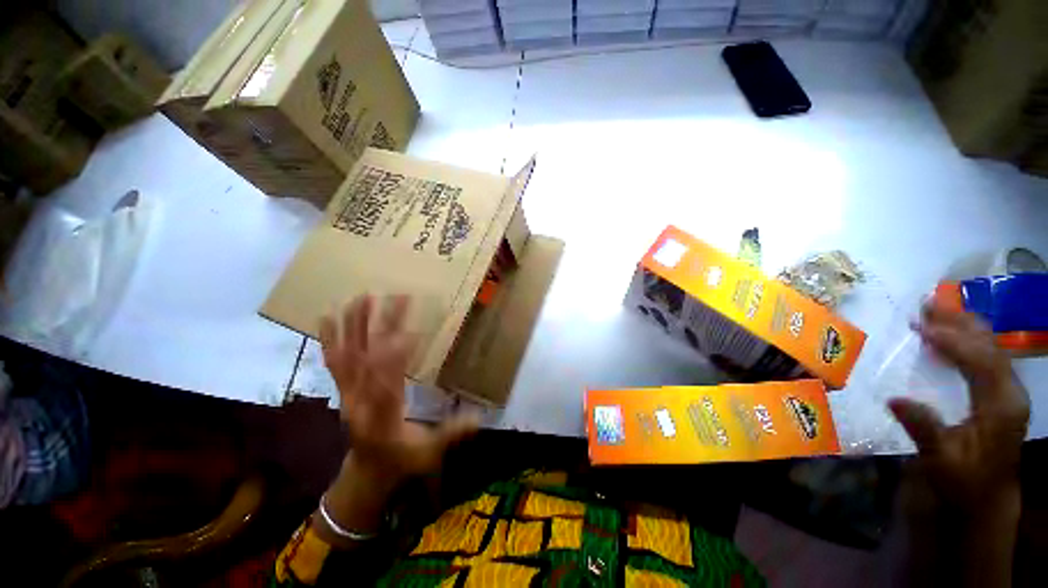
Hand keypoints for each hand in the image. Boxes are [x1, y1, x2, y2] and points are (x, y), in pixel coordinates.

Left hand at [319, 294, 478, 488]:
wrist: (365, 475)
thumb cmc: (400, 461)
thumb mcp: (428, 452)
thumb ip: (451, 434)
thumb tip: (479, 418)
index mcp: (383, 414)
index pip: (389, 378)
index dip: (397, 353)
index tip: (412, 328)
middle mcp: (361, 400)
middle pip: (369, 358)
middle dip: (380, 326)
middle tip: (392, 298)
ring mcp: (348, 393)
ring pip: (347, 355)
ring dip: (353, 325)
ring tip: (360, 297)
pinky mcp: (343, 390)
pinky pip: (333, 362)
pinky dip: (329, 339)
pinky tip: (327, 317)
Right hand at [888, 301, 1028, 510]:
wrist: (988, 499)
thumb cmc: (965, 480)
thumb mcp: (941, 460)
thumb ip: (923, 428)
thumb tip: (893, 399)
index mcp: (1001, 407)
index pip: (981, 362)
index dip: (952, 341)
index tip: (919, 326)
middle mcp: (1011, 393)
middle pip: (990, 347)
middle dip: (959, 323)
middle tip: (926, 304)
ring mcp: (1009, 392)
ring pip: (991, 348)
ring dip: (964, 327)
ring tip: (935, 311)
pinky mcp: (1002, 395)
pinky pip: (987, 358)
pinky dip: (968, 342)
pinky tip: (950, 337)